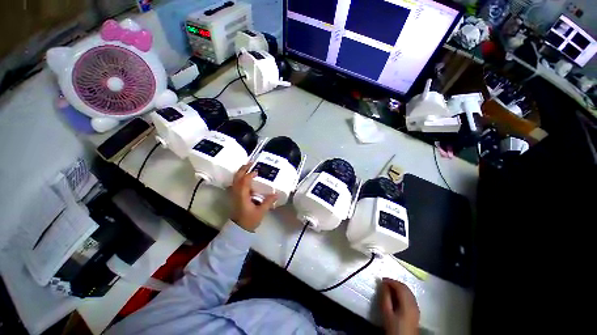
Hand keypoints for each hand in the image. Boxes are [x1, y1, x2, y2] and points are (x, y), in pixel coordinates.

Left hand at [230, 163, 277, 231]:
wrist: (238, 229)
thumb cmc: (249, 220)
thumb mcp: (261, 211)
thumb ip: (268, 202)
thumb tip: (276, 194)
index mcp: (242, 196)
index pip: (244, 181)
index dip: (250, 174)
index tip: (258, 171)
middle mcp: (236, 193)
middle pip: (237, 177)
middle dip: (243, 169)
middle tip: (251, 163)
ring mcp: (233, 194)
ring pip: (235, 179)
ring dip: (241, 172)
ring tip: (249, 167)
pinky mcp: (234, 196)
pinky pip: (235, 183)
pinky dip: (240, 177)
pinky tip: (246, 177)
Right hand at [380, 278, 419, 334]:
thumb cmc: (394, 327)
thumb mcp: (386, 312)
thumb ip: (385, 296)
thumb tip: (383, 284)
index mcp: (407, 303)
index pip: (400, 286)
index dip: (390, 281)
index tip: (381, 280)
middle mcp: (414, 303)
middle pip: (405, 288)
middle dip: (394, 283)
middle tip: (384, 283)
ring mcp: (416, 308)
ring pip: (408, 292)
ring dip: (399, 288)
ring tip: (389, 288)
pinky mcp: (416, 312)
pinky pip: (410, 297)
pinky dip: (403, 293)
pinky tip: (397, 296)